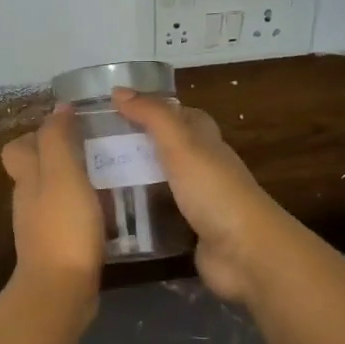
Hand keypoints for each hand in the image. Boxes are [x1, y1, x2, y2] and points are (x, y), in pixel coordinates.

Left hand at [1, 106, 104, 301]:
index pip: (18, 148)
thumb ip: (58, 139)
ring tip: (109, 178)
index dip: (37, 134)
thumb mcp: (63, 174)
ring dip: (76, 184)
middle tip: (97, 151)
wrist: (60, 291)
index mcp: (27, 178)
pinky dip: (84, 211)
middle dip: (62, 157)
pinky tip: (109, 213)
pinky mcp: (57, 249)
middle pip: (36, 170)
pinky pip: (68, 219)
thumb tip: (59, 109)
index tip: (70, 128)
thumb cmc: (63, 227)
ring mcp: (41, 228)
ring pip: (54, 195)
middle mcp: (29, 201)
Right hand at [111, 89, 290, 303]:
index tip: (118, 110)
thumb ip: (152, 117)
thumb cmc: (214, 191)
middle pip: (171, 148)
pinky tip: (118, 215)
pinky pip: (164, 215)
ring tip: (99, 179)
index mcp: (206, 142)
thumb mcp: (181, 145)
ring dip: (140, 179)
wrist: (246, 252)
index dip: (154, 109)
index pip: (182, 115)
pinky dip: (144, 212)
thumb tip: (119, 90)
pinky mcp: (193, 232)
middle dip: (141, 144)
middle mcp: (205, 168)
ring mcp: (200, 202)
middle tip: (98, 147)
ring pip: (165, 182)